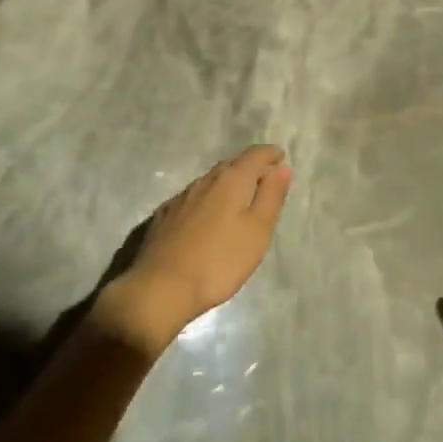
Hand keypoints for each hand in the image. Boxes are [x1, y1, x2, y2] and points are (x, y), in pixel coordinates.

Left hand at [95, 145, 292, 353]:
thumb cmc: (219, 260)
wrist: (161, 287)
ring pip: (211, 180)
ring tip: (238, 198)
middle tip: (263, 178)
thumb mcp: (257, 231)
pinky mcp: (165, 215)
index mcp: (232, 179)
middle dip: (249, 167)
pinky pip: (194, 197)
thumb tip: (281, 167)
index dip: (270, 154)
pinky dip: (207, 199)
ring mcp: (182, 196)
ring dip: (227, 183)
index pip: (255, 155)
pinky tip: (206, 217)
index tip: (280, 157)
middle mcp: (206, 179)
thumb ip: (271, 196)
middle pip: (232, 164)